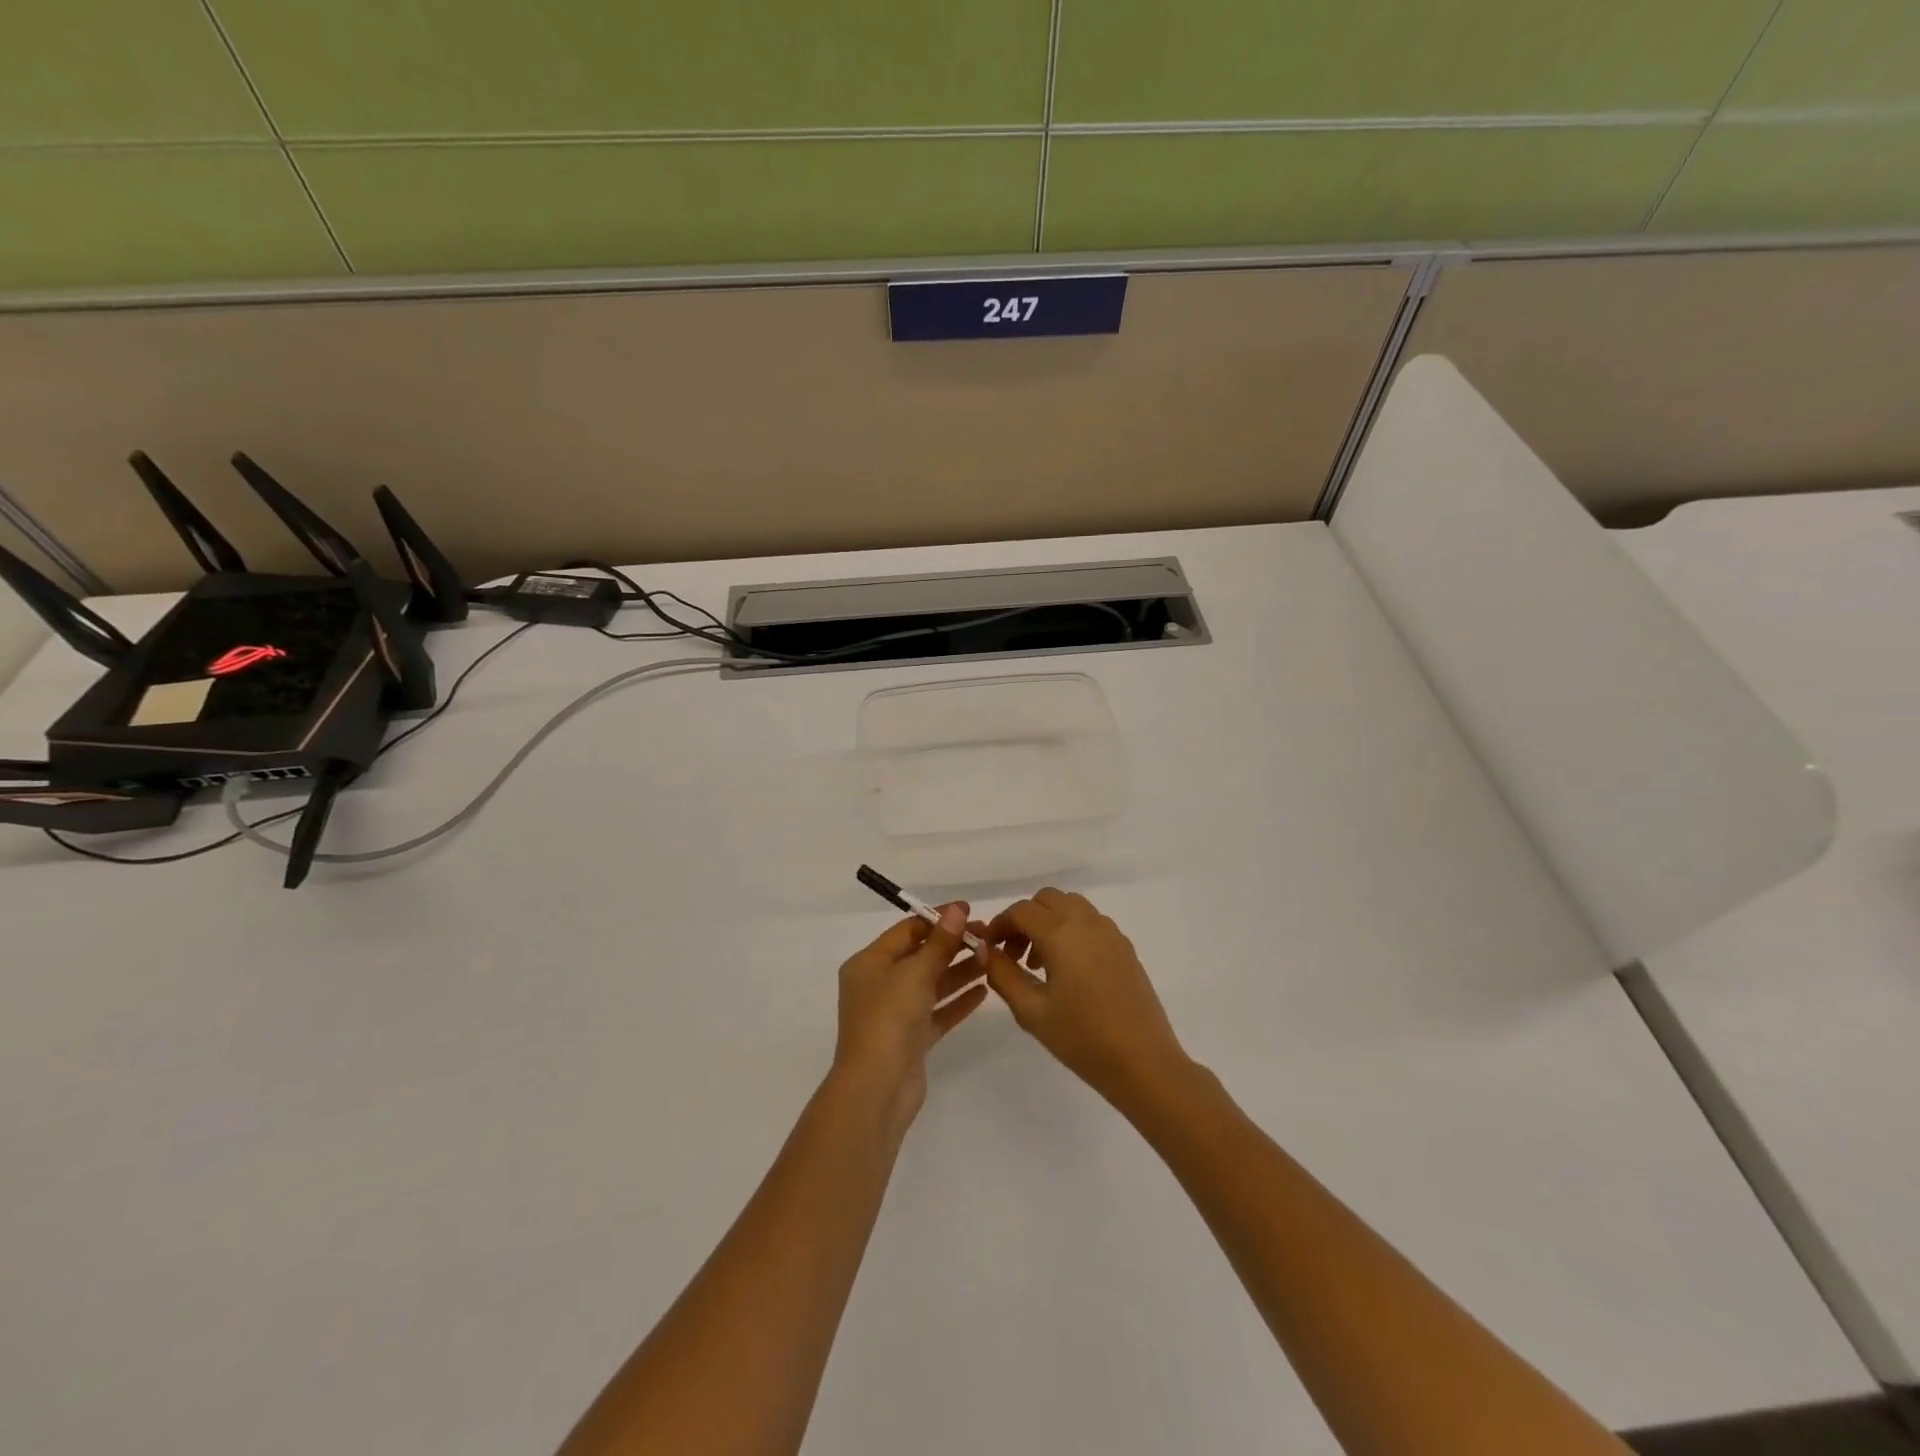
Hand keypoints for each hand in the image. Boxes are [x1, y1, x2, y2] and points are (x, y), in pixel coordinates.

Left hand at [833, 904, 987, 1141]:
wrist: (877, 1089)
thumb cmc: (889, 1019)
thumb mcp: (915, 973)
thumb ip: (940, 942)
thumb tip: (957, 909)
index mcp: (869, 963)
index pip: (907, 930)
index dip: (938, 919)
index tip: (970, 911)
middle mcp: (879, 985)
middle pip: (920, 956)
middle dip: (953, 945)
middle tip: (989, 936)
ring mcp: (895, 1014)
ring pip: (932, 984)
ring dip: (960, 971)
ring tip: (992, 959)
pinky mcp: (912, 1039)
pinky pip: (937, 1012)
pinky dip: (958, 1001)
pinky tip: (984, 991)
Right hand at [981, 889, 1189, 1109]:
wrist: (1143, 1062)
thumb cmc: (1082, 1038)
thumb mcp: (1031, 1011)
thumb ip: (1002, 974)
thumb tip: (985, 950)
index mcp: (1061, 932)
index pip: (1020, 911)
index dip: (999, 925)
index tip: (988, 949)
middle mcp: (1086, 921)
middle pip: (1046, 900)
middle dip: (1024, 919)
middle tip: (1013, 955)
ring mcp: (1110, 932)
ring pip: (1070, 906)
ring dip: (1048, 922)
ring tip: (1039, 964)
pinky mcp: (1125, 947)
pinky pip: (1091, 922)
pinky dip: (1071, 930)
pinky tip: (1068, 970)